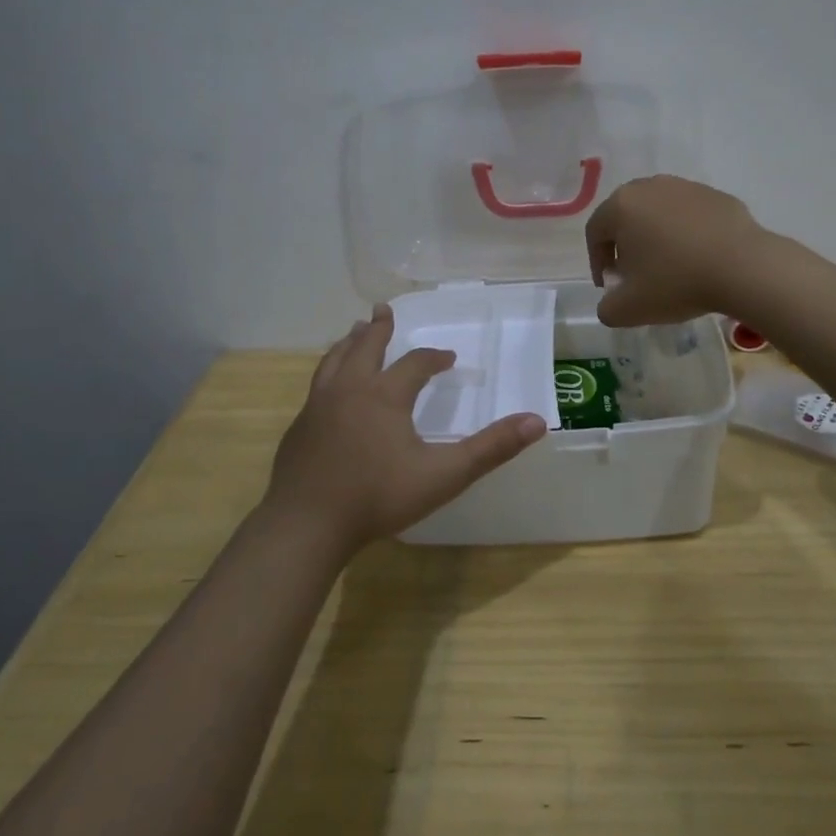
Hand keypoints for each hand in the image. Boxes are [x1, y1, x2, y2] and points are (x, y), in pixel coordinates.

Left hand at [266, 305, 547, 552]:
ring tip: (354, 332)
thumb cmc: (378, 497)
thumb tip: (537, 422)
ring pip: (333, 361)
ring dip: (349, 343)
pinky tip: (329, 388)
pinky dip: (329, 373)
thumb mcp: (444, 475)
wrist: (306, 525)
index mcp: (385, 395)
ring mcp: (317, 408)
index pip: (414, 363)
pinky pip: (317, 387)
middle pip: (365, 348)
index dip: (434, 358)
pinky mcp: (298, 428)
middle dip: (379, 329)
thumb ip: (491, 449)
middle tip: (384, 310)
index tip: (448, 358)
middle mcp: (349, 390)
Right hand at [584, 175, 773, 326]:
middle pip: (626, 217)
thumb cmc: (677, 282)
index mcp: (621, 206)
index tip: (610, 287)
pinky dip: (686, 233)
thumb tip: (611, 303)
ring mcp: (686, 186)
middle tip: (635, 275)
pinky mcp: (716, 195)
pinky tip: (698, 259)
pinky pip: (689, 215)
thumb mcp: (629, 309)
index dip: (597, 262)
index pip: (595, 233)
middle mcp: (650, 187)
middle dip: (625, 246)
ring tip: (669, 267)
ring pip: (658, 213)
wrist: (744, 267)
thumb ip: (607, 308)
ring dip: (656, 237)